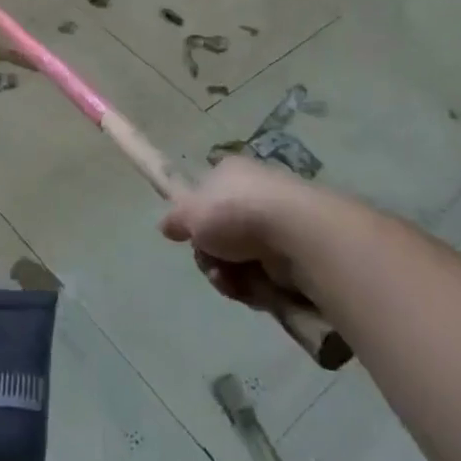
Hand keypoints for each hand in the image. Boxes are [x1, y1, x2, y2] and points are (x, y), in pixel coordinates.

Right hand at [159, 158, 325, 308]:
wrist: (294, 232)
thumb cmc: (235, 212)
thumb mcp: (189, 212)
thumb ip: (175, 219)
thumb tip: (165, 226)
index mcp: (230, 173)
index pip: (206, 195)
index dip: (196, 219)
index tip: (191, 236)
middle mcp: (254, 193)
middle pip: (220, 234)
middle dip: (211, 255)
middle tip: (211, 262)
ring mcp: (277, 224)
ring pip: (239, 259)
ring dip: (229, 275)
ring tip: (231, 279)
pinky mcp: (295, 253)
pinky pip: (263, 276)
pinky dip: (254, 286)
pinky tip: (254, 286)